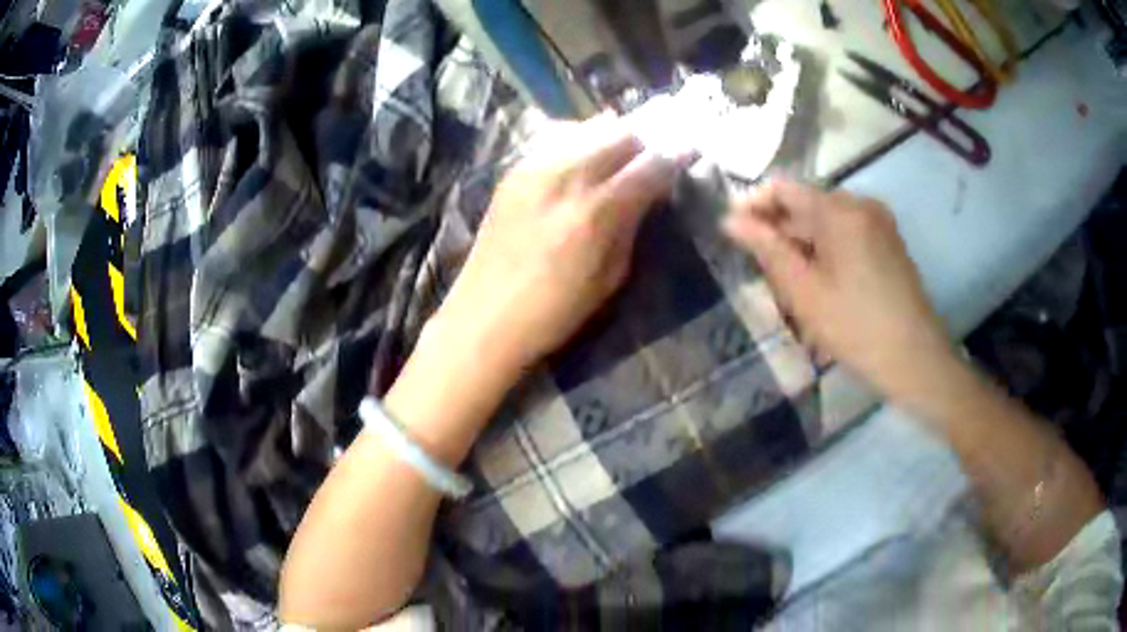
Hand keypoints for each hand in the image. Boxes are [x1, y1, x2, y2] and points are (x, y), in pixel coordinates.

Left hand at [429, 114, 692, 379]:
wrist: (484, 317)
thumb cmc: (555, 311)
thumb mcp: (611, 277)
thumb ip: (631, 224)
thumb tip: (648, 192)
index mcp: (596, 211)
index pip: (649, 165)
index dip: (675, 154)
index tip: (690, 149)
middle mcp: (565, 176)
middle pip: (619, 133)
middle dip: (643, 141)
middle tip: (651, 157)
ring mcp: (534, 168)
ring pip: (586, 127)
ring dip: (611, 136)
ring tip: (619, 155)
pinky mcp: (513, 171)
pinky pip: (555, 137)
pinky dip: (578, 140)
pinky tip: (582, 160)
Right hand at [723, 180, 952, 397]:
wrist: (915, 359)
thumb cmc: (856, 328)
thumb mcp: (804, 292)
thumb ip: (767, 249)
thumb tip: (731, 221)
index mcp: (839, 210)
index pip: (783, 189)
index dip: (753, 205)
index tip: (732, 232)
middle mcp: (861, 204)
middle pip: (807, 204)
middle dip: (779, 230)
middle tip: (758, 267)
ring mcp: (879, 222)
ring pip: (826, 221)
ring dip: (802, 242)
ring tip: (788, 282)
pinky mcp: (889, 241)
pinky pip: (847, 233)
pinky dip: (826, 248)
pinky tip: (820, 282)